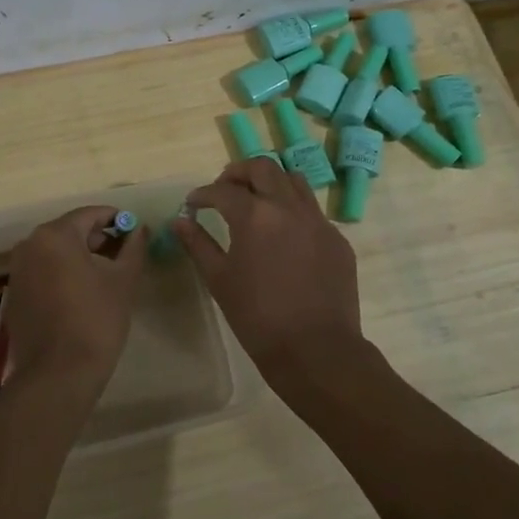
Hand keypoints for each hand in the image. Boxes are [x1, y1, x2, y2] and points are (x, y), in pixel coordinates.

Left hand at [5, 205, 147, 404]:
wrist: (58, 374)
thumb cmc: (95, 321)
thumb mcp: (123, 281)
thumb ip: (133, 248)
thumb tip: (140, 229)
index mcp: (55, 235)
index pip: (89, 214)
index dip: (115, 219)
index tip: (135, 230)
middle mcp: (30, 245)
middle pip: (70, 231)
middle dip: (99, 238)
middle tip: (125, 254)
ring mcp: (18, 270)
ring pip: (55, 252)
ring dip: (81, 256)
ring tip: (108, 275)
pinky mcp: (16, 294)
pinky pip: (43, 271)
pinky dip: (63, 273)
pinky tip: (83, 293)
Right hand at [174, 159, 370, 400]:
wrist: (316, 350)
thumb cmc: (258, 318)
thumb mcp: (220, 280)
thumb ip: (198, 244)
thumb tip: (180, 221)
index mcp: (255, 216)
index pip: (223, 190)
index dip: (203, 194)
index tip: (193, 204)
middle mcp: (289, 208)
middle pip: (262, 168)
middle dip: (238, 173)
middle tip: (224, 190)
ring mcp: (318, 221)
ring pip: (293, 181)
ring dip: (270, 183)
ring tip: (256, 203)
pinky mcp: (337, 239)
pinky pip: (312, 211)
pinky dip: (292, 210)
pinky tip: (284, 236)